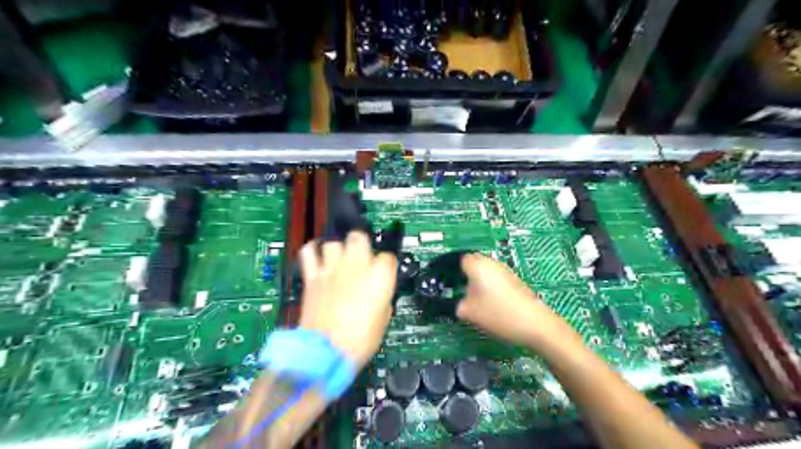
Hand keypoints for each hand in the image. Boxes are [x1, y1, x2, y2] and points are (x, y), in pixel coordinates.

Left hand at [297, 232, 395, 367]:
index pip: (388, 256)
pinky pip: (309, 251)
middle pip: (359, 237)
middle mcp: (356, 265)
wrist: (327, 353)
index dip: (386, 265)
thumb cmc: (361, 340)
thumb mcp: (383, 318)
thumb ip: (382, 296)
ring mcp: (332, 269)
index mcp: (380, 276)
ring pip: (334, 242)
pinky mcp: (312, 276)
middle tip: (361, 259)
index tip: (383, 273)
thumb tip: (377, 291)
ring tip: (338, 261)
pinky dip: (313, 251)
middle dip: (361, 245)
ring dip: (338, 250)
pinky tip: (317, 257)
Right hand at [457, 252, 582, 351]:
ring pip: (484, 272)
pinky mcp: (515, 281)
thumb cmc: (498, 314)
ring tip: (472, 300)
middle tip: (456, 292)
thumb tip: (455, 303)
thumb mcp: (469, 312)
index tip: (446, 284)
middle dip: (463, 276)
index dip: (451, 270)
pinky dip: (489, 288)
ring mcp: (505, 271)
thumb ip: (456, 305)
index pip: (459, 259)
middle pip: (472, 264)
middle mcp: (492, 262)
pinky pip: (495, 279)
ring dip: (477, 283)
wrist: (536, 324)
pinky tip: (489, 304)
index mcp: (478, 264)